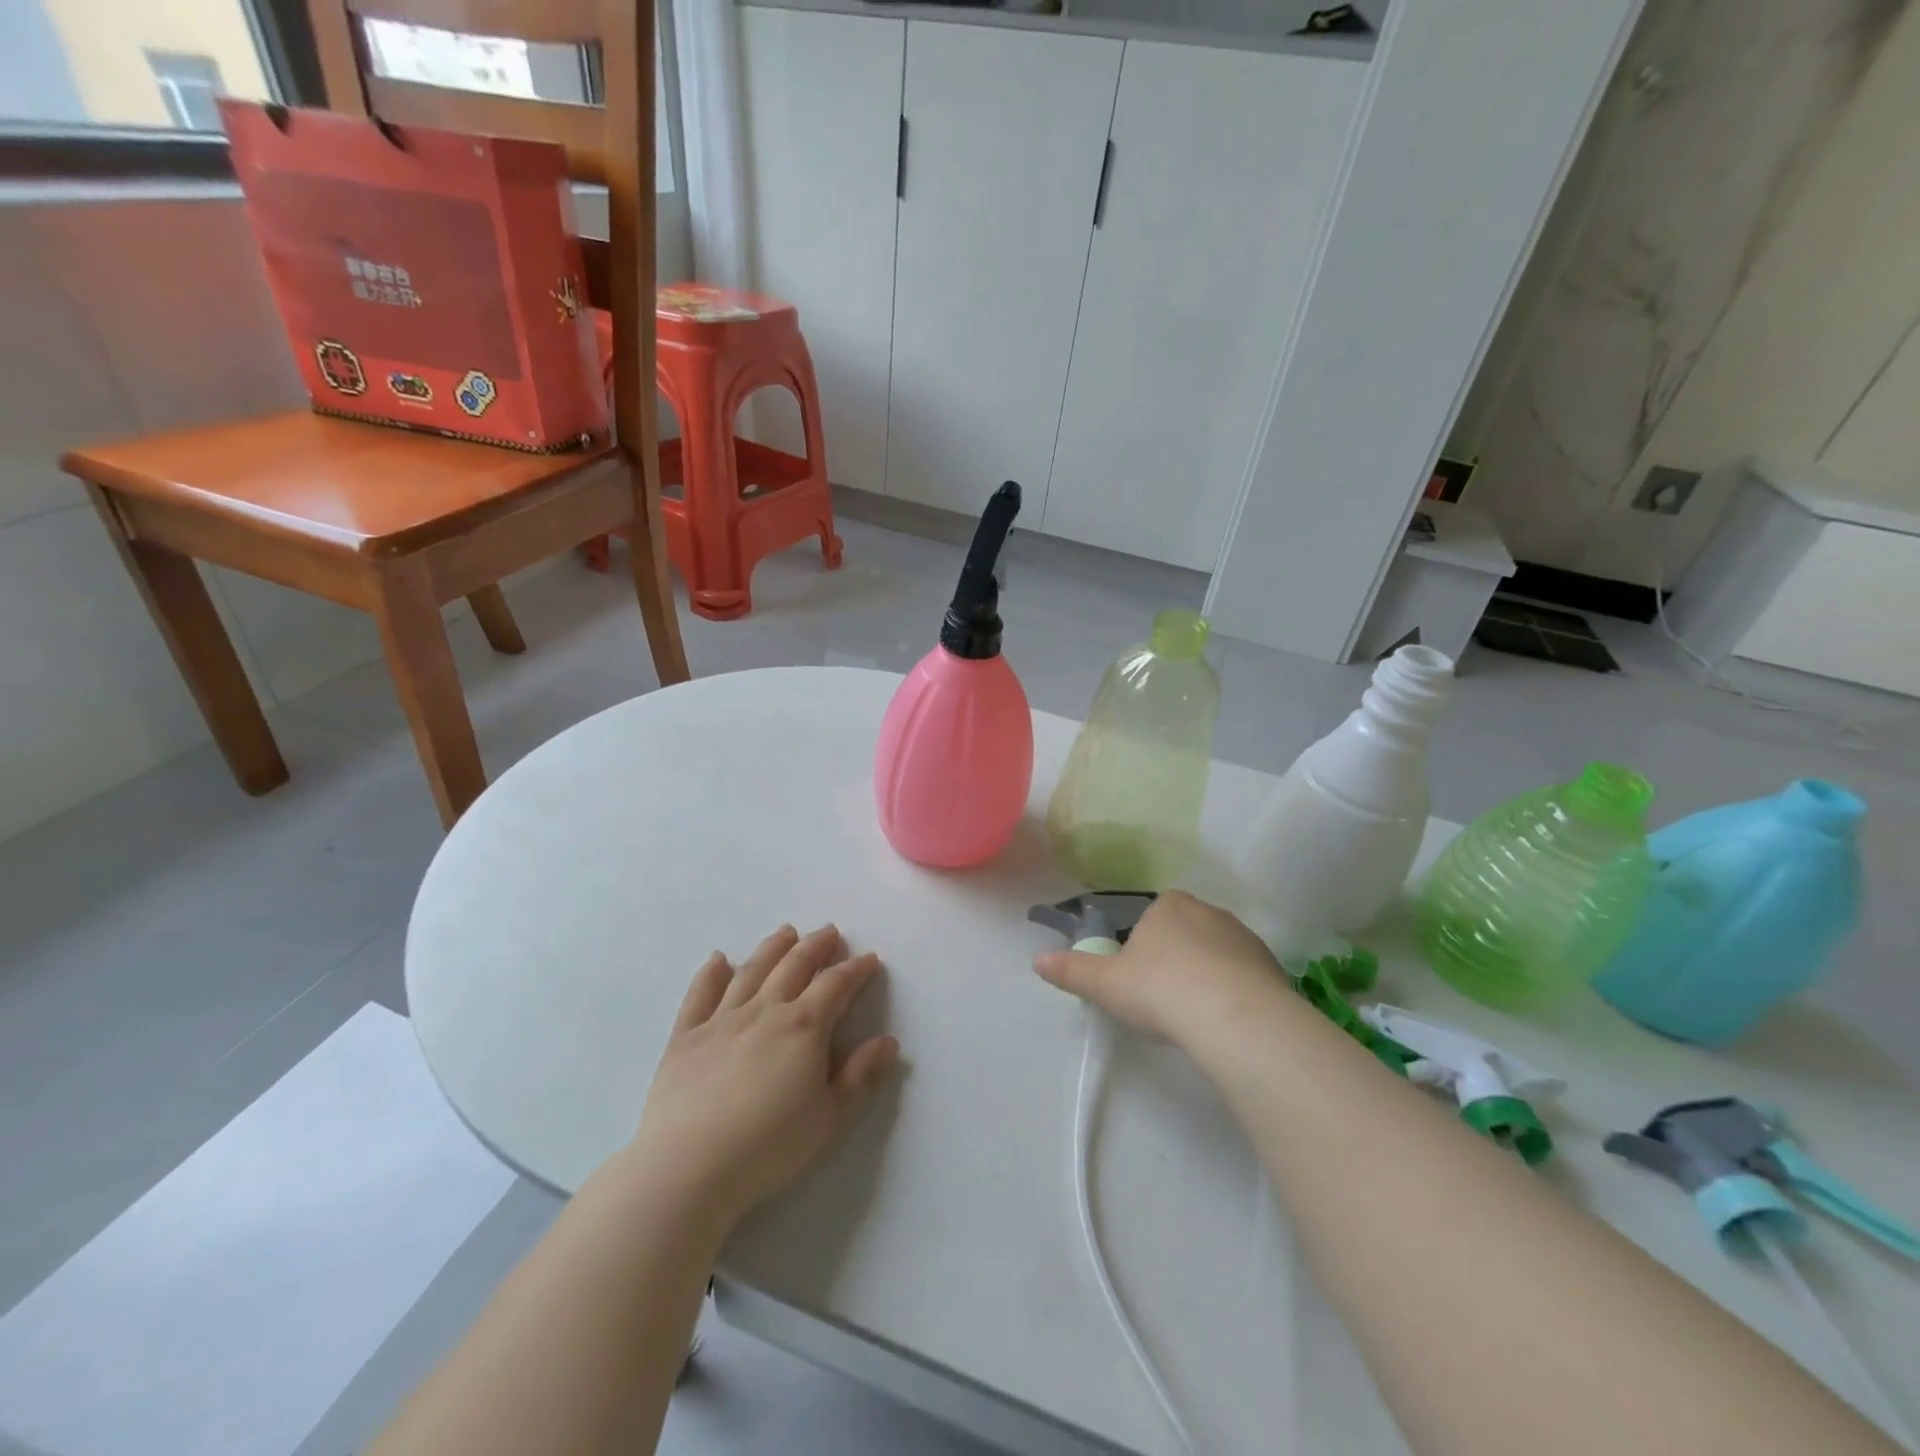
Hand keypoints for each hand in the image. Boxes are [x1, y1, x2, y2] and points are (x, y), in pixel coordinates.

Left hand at [631, 925, 899, 1228]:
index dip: (855, 969)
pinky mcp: (686, 1036)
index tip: (869, 959)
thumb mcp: (829, 1118)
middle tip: (829, 932)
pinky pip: (700, 994)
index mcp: (804, 1027)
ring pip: (752, 970)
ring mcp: (722, 1019)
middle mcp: (765, 1010)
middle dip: (816, 946)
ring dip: (772, 948)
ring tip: (786, 932)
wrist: (689, 1166)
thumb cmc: (769, 1147)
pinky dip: (711, 972)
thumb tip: (888, 1042)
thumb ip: (860, 1076)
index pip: (836, 985)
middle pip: (794, 965)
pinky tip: (718, 959)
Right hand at [1033, 890, 1288, 1044]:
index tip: (1135, 975)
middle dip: (1172, 958)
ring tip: (1193, 1015)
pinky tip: (1222, 1022)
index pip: (1149, 914)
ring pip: (1215, 953)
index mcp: (1167, 905)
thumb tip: (1037, 959)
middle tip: (1160, 998)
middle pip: (1183, 931)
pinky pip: (1243, 976)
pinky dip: (1232, 993)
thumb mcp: (1106, 984)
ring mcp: (1243, 938)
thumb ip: (1071, 970)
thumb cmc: (1161, 990)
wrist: (1236, 1019)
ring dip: (1204, 975)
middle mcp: (1207, 911)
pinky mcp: (1271, 967)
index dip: (1139, 943)